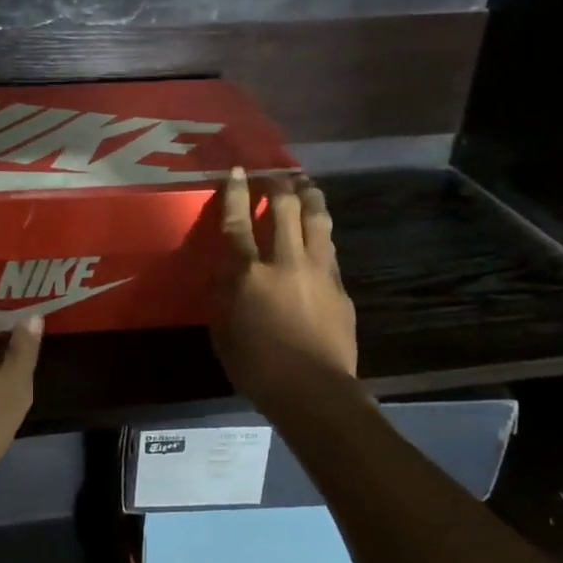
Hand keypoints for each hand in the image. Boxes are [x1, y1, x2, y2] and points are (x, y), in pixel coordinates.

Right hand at [211, 168, 358, 413]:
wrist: (315, 392)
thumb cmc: (258, 369)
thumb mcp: (223, 335)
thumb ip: (222, 298)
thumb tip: (222, 274)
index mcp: (249, 274)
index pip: (238, 222)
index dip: (236, 192)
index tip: (237, 171)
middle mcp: (285, 261)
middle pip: (286, 207)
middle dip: (279, 184)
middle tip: (274, 176)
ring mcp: (318, 270)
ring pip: (317, 218)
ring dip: (310, 196)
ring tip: (305, 186)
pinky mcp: (340, 285)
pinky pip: (329, 248)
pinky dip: (321, 233)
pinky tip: (319, 234)